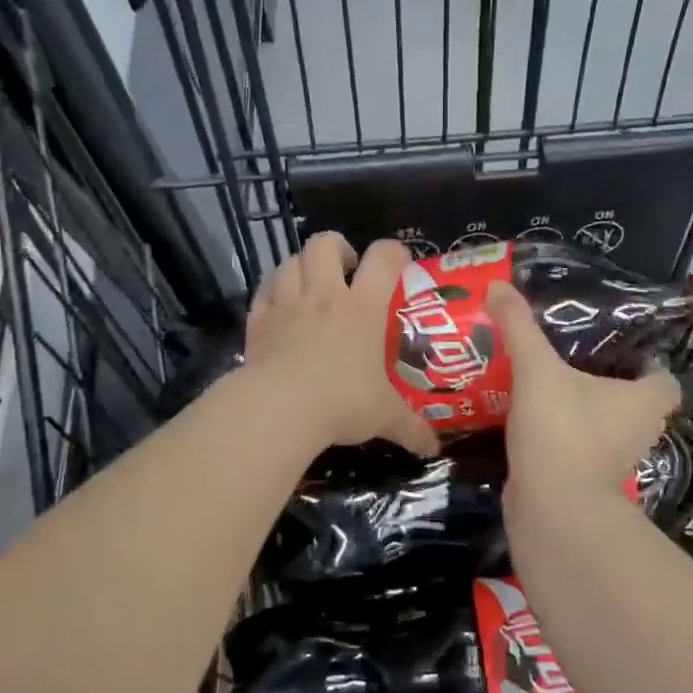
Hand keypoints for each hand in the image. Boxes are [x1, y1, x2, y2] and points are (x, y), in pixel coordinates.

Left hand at [244, 232, 440, 456]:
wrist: (279, 409)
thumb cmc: (341, 403)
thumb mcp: (384, 417)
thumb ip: (411, 429)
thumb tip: (434, 449)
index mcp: (362, 308)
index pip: (382, 259)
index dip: (393, 252)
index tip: (399, 262)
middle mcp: (324, 296)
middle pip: (325, 243)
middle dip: (337, 248)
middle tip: (345, 270)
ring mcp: (287, 304)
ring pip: (290, 261)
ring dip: (301, 266)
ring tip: (310, 284)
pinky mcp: (258, 320)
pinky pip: (263, 290)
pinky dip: (272, 291)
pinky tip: (278, 305)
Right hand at [485, 280, 679, 511]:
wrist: (551, 511)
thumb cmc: (561, 432)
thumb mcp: (537, 370)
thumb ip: (519, 327)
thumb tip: (498, 285)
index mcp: (643, 402)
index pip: (664, 379)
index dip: (647, 364)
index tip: (615, 349)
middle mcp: (638, 432)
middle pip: (634, 402)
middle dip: (608, 384)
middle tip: (571, 359)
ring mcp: (614, 462)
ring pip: (605, 428)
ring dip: (584, 411)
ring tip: (547, 385)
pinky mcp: (587, 482)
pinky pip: (580, 449)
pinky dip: (564, 437)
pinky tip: (532, 421)